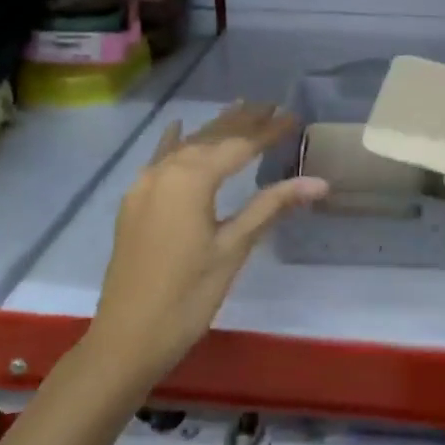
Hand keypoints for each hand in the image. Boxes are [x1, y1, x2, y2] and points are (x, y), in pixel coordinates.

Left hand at [89, 103, 327, 382]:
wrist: (126, 339)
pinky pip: (160, 160)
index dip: (268, 131)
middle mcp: (166, 171)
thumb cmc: (187, 296)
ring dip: (214, 128)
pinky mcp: (135, 202)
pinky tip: (178, 127)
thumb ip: (271, 206)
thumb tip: (319, 182)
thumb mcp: (233, 249)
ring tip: (241, 108)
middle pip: (211, 138)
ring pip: (187, 146)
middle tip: (272, 105)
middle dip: (243, 122)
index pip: (239, 145)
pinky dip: (174, 142)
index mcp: (191, 179)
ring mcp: (145, 185)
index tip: (294, 116)